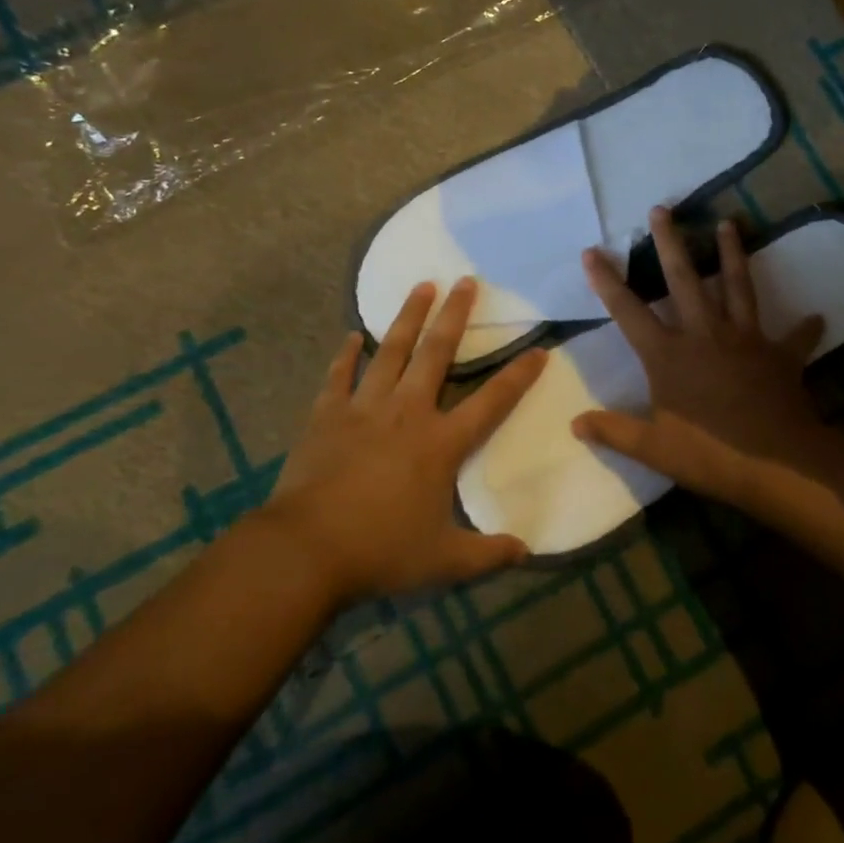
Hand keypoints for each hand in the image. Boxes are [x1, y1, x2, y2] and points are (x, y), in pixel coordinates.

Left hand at [264, 278, 545, 604]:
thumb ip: (488, 554)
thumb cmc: (380, 551)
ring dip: (408, 317)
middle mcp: (407, 413)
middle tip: (466, 281)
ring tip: (421, 285)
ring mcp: (364, 409)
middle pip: (437, 354)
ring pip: (391, 352)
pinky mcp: (326, 416)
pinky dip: (346, 355)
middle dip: (455, 315)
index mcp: (441, 443)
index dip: (519, 376)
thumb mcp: (444, 561)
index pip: (492, 401)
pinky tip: (352, 335)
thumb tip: (526, 551)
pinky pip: (338, 377)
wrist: (304, 551)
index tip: (539, 350)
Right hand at [571, 207, 831, 506]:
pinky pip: (795, 338)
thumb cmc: (708, 453)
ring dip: (731, 254)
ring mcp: (745, 339)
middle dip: (670, 243)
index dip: (606, 281)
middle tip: (662, 209)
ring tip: (729, 223)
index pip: (628, 311)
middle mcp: (704, 334)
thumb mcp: (653, 448)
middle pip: (684, 279)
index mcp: (668, 355)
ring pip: (736, 286)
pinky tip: (817, 316)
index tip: (592, 251)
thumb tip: (575, 424)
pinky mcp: (779, 355)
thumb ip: (614, 431)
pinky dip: (805, 329)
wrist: (774, 462)